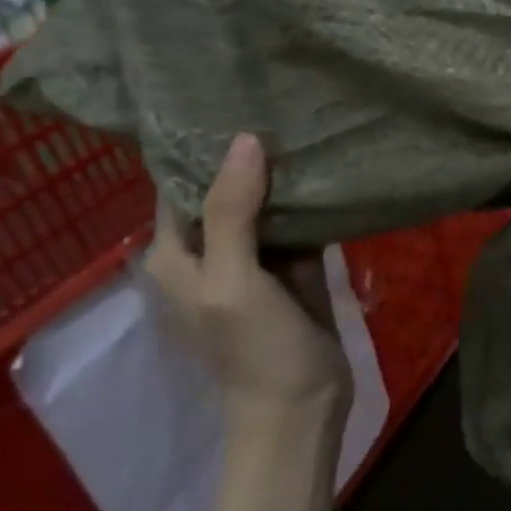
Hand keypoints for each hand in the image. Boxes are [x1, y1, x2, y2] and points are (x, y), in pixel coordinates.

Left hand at [145, 133, 350, 432]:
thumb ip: (232, 212)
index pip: (181, 185)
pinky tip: (332, 167)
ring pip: (267, 204)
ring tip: (310, 123)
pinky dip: (311, 201)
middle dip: (251, 154)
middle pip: (227, 189)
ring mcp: (256, 259)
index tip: (235, 102)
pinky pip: (299, 224)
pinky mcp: (294, 268)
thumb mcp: (232, 280)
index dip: (202, 147)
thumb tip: (246, 139)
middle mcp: (212, 250)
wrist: (302, 407)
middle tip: (284, 104)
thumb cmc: (253, 349)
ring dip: (285, 174)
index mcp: (177, 254)